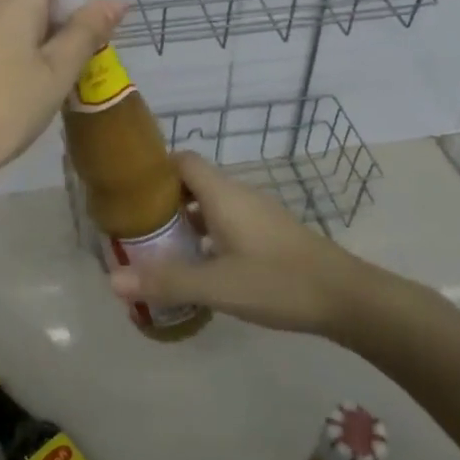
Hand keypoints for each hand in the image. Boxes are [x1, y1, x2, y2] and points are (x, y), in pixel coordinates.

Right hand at [108, 151, 428, 345]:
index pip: (182, 160)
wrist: (347, 298)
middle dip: (162, 200)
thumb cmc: (279, 282)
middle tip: (134, 226)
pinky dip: (206, 236)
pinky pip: (226, 223)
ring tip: (158, 248)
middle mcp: (238, 196)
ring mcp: (256, 214)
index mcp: (223, 194)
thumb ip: (166, 281)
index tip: (128, 190)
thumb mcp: (217, 285)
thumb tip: (112, 280)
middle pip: (192, 182)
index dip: (154, 169)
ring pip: (209, 205)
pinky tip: (198, 267)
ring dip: (184, 221)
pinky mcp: (268, 234)